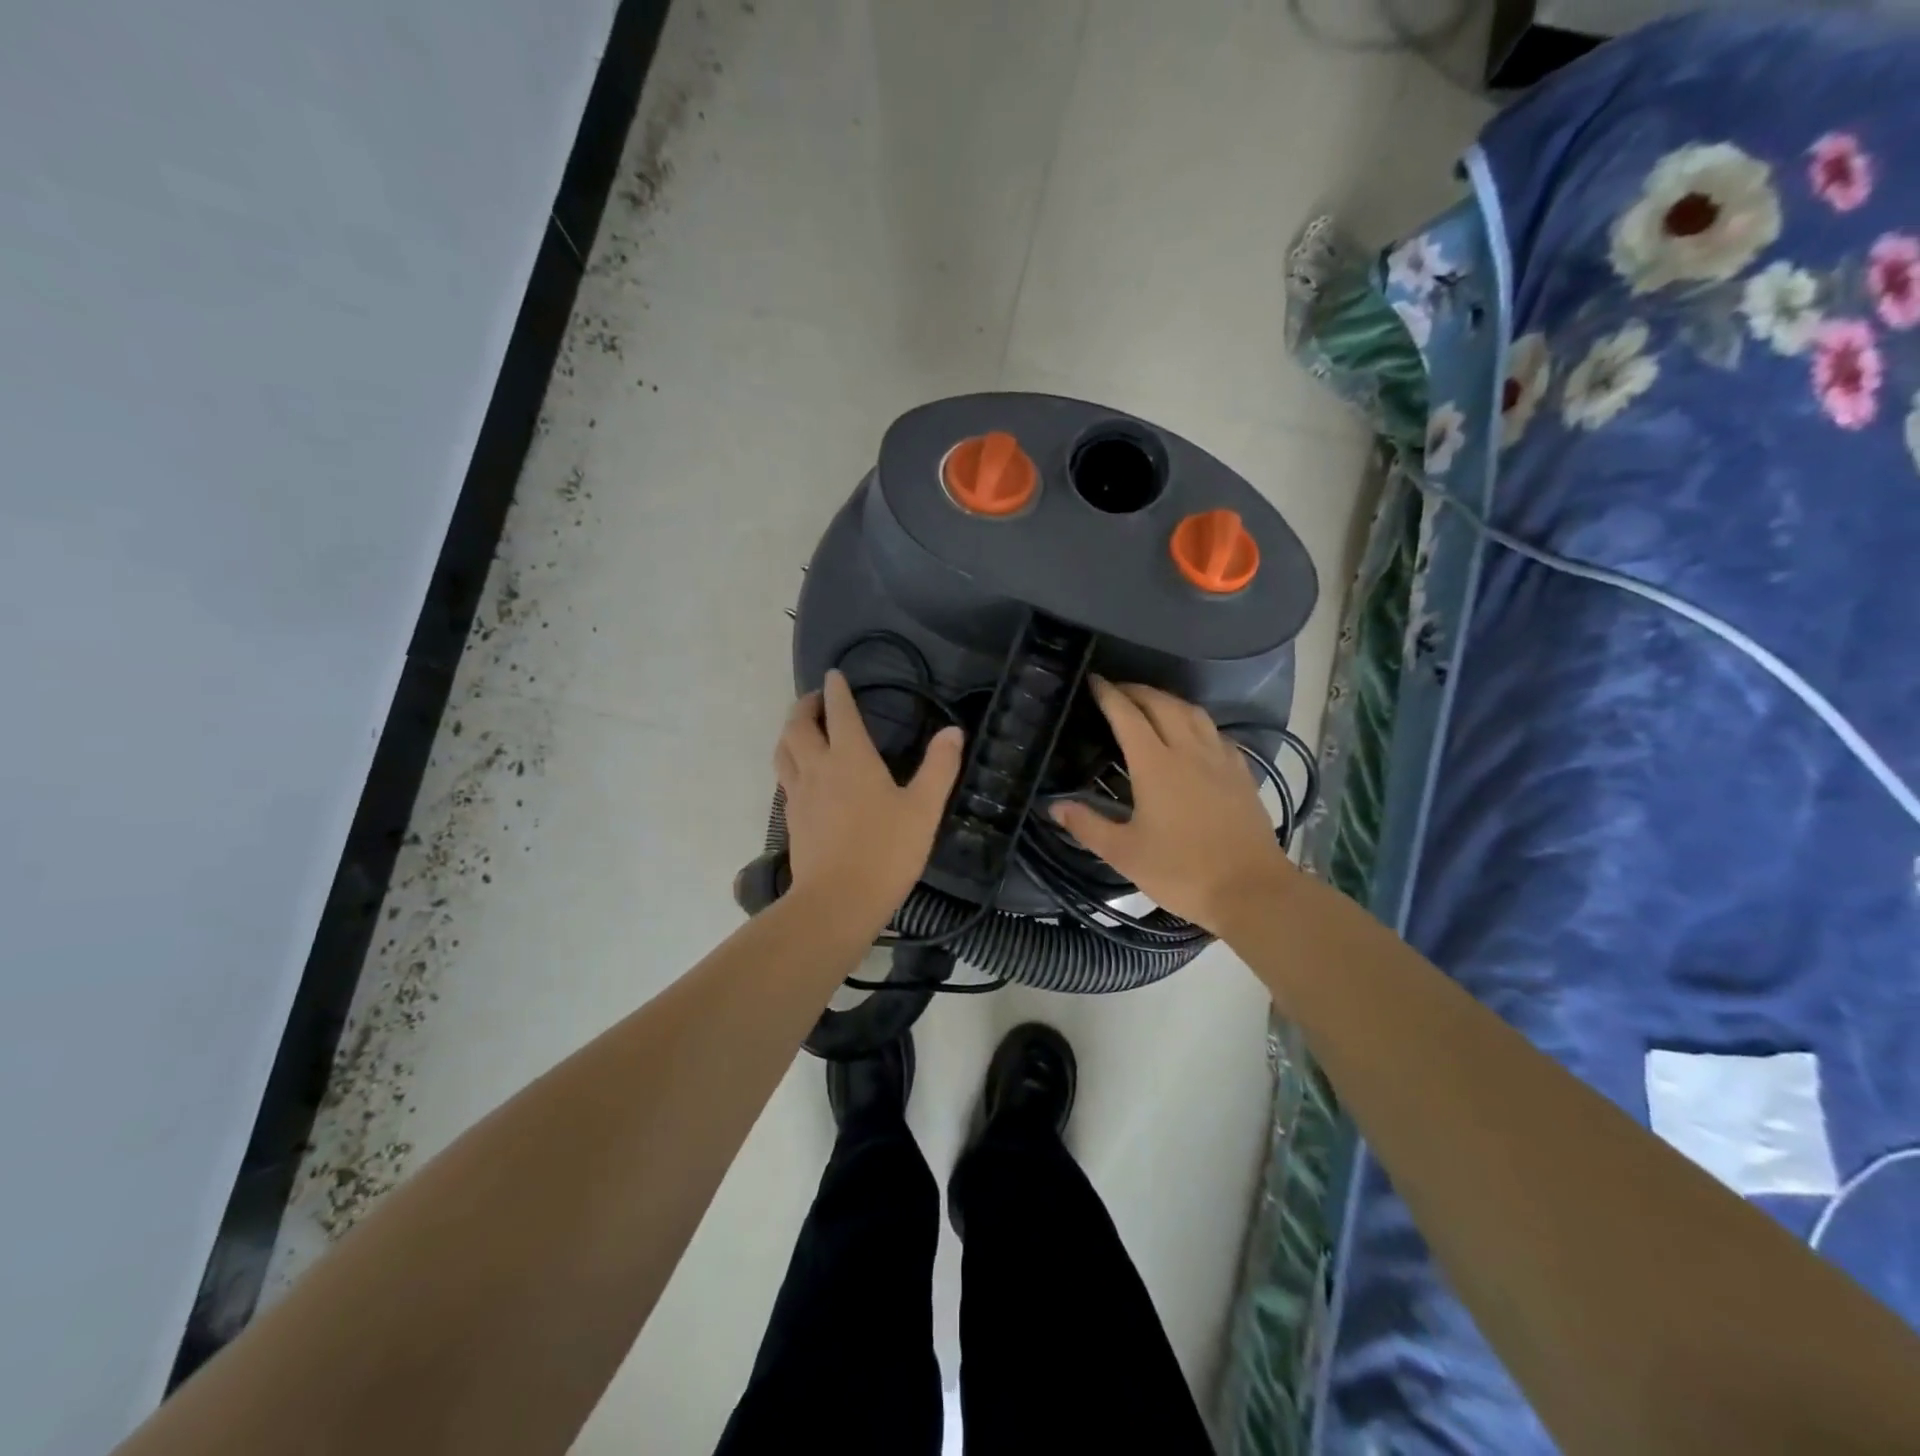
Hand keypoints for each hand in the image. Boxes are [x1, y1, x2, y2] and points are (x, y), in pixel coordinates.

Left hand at [774, 670, 963, 928]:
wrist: (838, 902)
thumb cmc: (886, 852)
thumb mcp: (924, 809)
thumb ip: (940, 767)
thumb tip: (954, 732)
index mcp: (850, 758)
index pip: (838, 711)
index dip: (836, 690)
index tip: (834, 674)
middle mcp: (818, 768)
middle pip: (797, 725)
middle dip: (805, 706)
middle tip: (817, 700)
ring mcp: (799, 794)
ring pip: (783, 750)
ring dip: (790, 731)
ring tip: (803, 729)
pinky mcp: (792, 819)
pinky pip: (785, 777)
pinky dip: (790, 761)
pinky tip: (803, 774)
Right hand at [1050, 678, 1295, 935]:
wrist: (1251, 890)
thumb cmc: (1181, 871)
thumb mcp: (1124, 853)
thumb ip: (1087, 826)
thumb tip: (1054, 805)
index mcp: (1155, 765)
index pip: (1127, 716)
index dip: (1109, 694)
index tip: (1093, 680)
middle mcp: (1189, 750)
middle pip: (1161, 704)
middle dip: (1136, 690)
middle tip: (1116, 690)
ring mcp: (1220, 758)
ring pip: (1193, 712)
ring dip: (1168, 700)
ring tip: (1151, 704)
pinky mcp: (1241, 772)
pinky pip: (1215, 732)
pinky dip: (1196, 721)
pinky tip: (1193, 734)